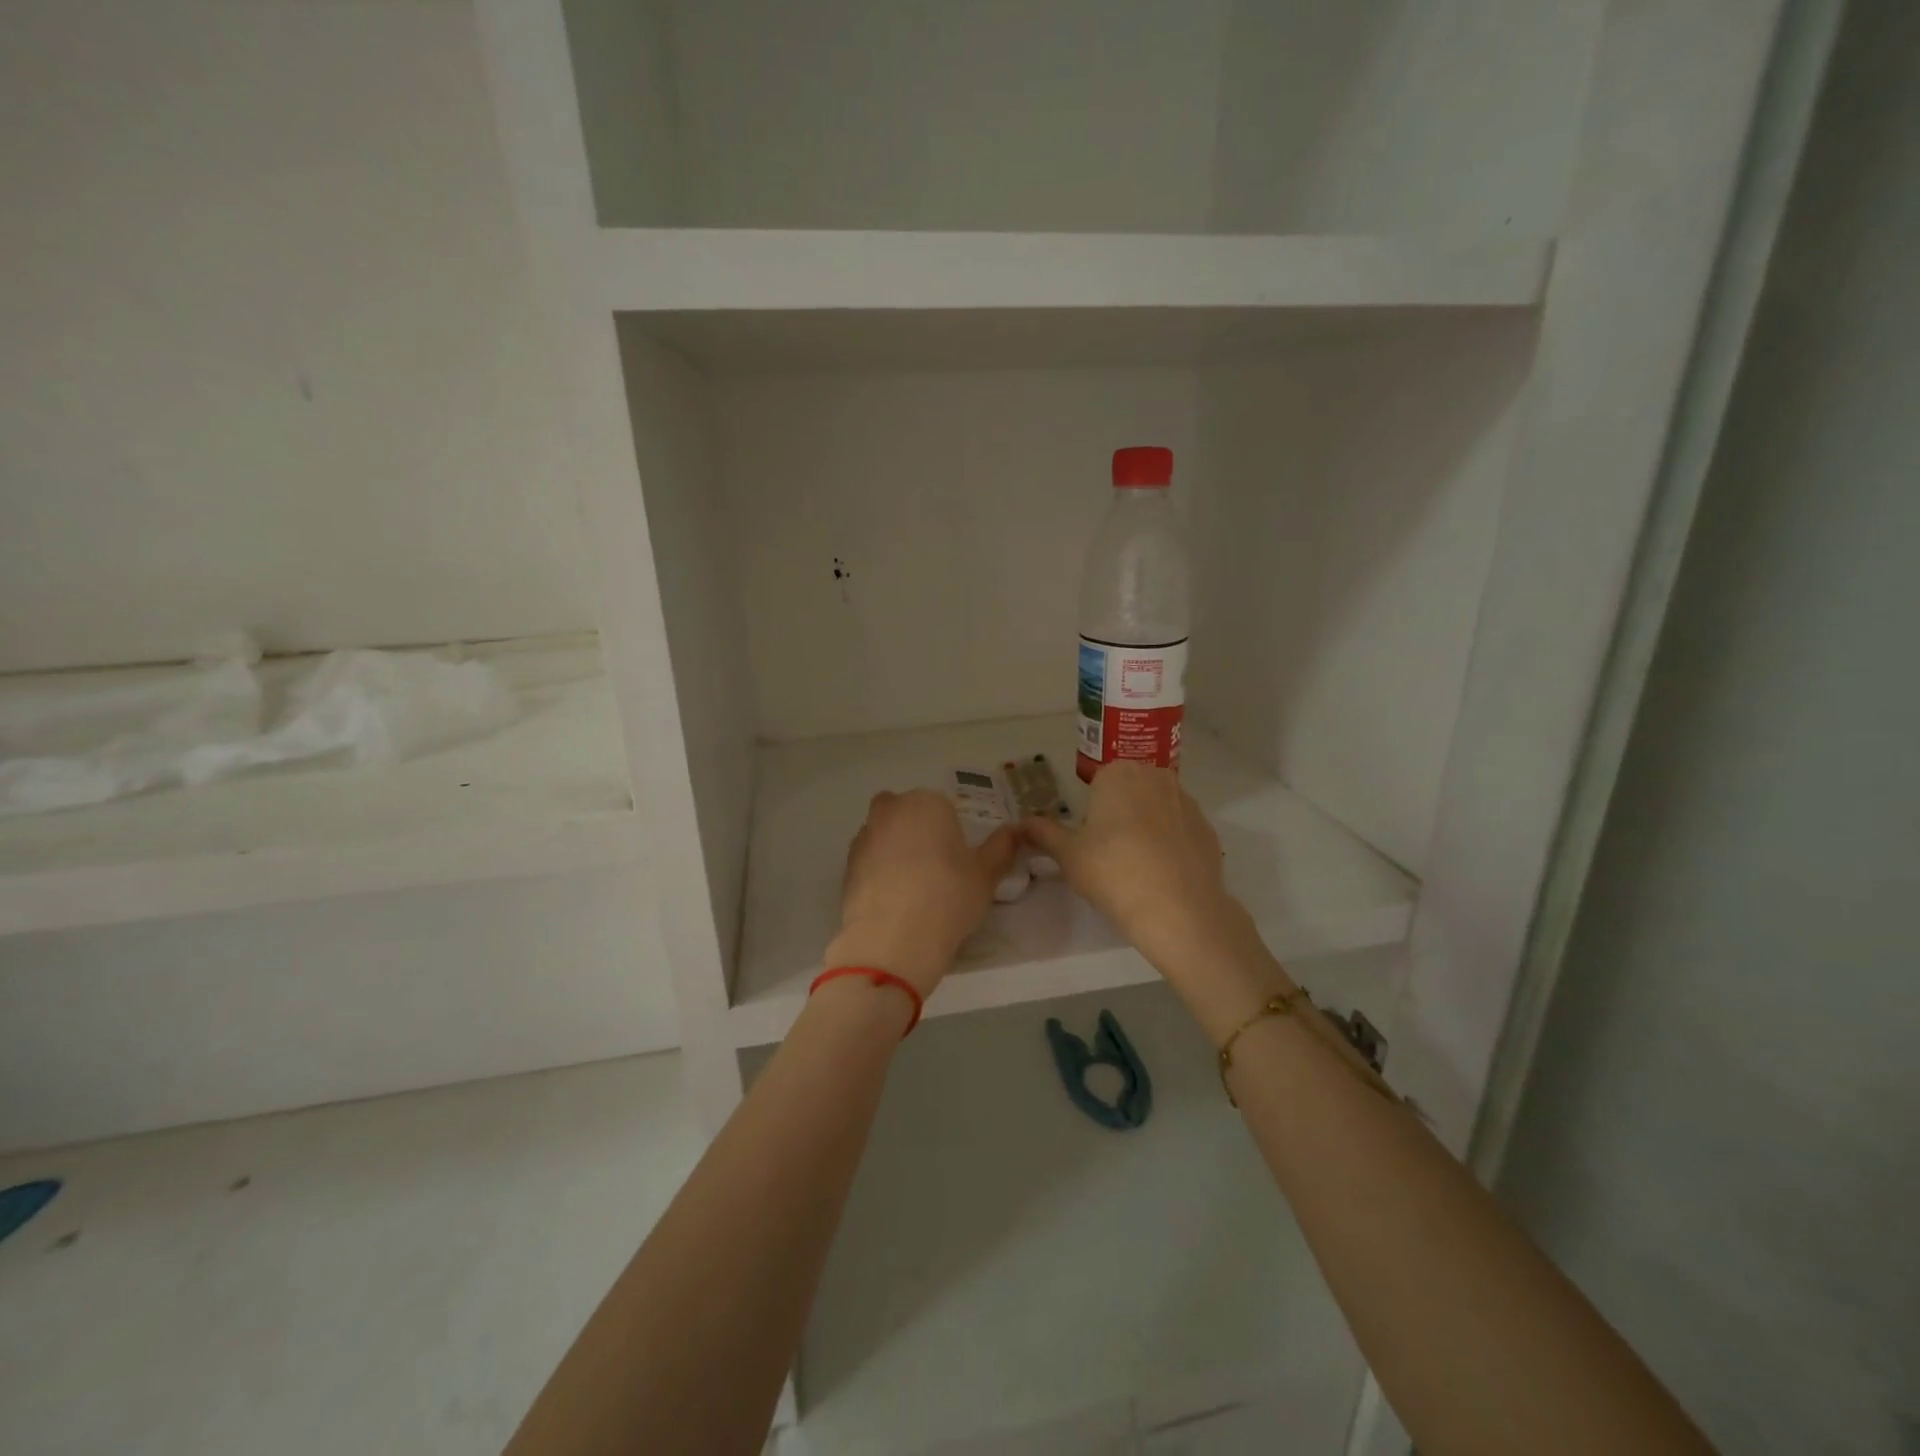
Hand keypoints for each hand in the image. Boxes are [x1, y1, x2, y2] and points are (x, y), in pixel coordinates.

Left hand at [824, 789, 1017, 998]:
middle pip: (907, 812)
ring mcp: (864, 837)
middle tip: (936, 867)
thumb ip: (1002, 848)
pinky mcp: (846, 865)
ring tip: (913, 887)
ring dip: (895, 848)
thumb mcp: (986, 875)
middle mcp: (891, 810)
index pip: (943, 807)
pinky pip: (869, 860)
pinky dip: (878, 871)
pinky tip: (893, 899)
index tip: (959, 860)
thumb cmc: (948, 897)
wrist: (892, 939)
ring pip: (883, 833)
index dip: (952, 832)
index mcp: (927, 803)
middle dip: (918, 830)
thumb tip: (1015, 830)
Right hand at [1022, 763, 1279, 1023]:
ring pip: (1158, 806)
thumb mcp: (1068, 855)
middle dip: (1121, 812)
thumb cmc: (1113, 872)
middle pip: (1130, 790)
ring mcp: (1187, 801)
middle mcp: (1156, 776)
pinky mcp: (1208, 828)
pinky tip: (1163, 872)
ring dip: (1147, 825)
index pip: (1099, 782)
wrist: (1178, 909)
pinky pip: (1180, 828)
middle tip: (1110, 852)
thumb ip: (1043, 833)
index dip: (1093, 810)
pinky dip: (1171, 843)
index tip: (1090, 839)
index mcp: (1119, 774)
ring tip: (1138, 865)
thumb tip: (1019, 824)